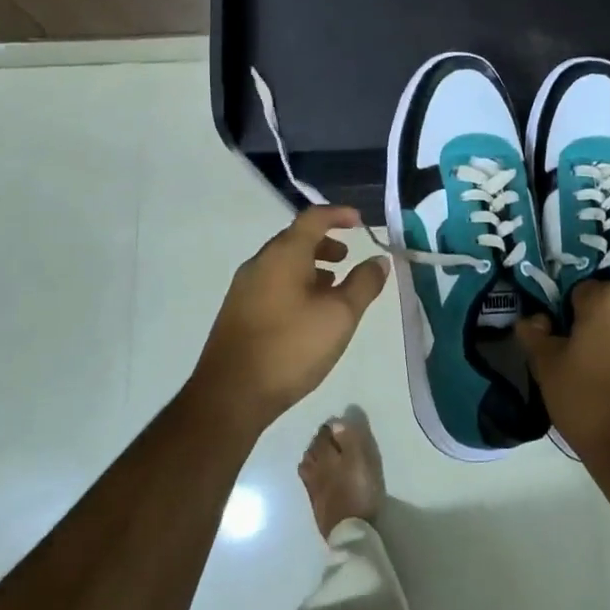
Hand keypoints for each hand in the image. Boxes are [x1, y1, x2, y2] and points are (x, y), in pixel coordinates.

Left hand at [193, 205, 390, 434]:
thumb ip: (364, 283)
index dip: (339, 215)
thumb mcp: (340, 315)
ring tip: (333, 287)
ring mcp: (244, 288)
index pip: (313, 218)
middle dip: (325, 243)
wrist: (230, 395)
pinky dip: (295, 284)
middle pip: (296, 239)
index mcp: (284, 254)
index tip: (361, 222)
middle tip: (348, 257)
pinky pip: (272, 283)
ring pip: (283, 263)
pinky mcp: (238, 312)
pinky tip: (308, 312)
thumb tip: (379, 259)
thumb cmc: (291, 347)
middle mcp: (260, 263)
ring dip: (311, 266)